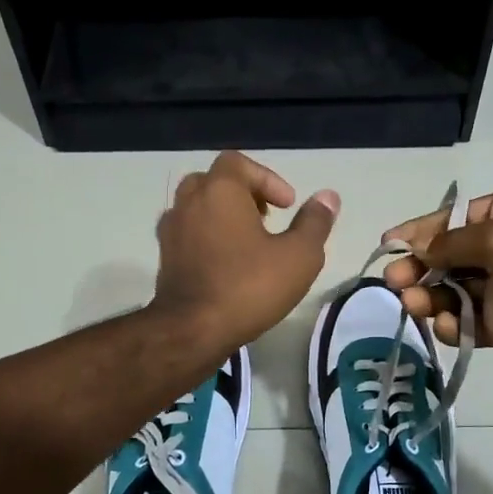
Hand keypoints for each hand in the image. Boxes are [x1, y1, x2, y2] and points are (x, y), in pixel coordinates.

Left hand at [153, 152, 339, 353]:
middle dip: (242, 193)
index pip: (238, 163)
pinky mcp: (165, 258)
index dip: (267, 179)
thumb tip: (328, 197)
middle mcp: (189, 202)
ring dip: (222, 215)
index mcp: (219, 191)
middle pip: (214, 181)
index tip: (287, 206)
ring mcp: (171, 231)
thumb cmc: (249, 287)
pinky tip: (226, 263)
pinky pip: (187, 233)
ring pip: (196, 207)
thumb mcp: (299, 256)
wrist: (192, 330)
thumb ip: (314, 222)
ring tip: (247, 242)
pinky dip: (206, 237)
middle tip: (265, 218)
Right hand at [382, 185, 492, 373]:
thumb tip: (415, 248)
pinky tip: (447, 325)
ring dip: (429, 298)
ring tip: (413, 305)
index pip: (450, 220)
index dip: (417, 232)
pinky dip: (453, 325)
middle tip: (394, 283)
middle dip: (418, 268)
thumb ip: (451, 244)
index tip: (386, 245)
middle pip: (446, 258)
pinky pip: (469, 323)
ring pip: (452, 293)